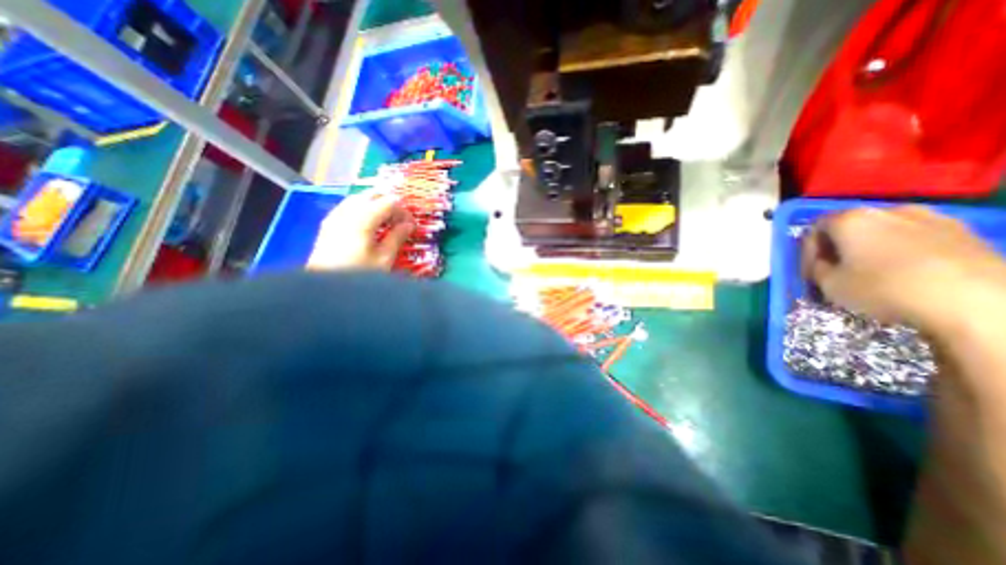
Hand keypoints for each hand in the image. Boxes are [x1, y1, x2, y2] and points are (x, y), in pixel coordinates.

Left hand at [309, 190, 414, 270]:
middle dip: (390, 203)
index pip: (390, 202)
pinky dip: (362, 209)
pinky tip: (367, 225)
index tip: (411, 225)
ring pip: (359, 198)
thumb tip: (408, 225)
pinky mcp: (328, 224)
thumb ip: (397, 237)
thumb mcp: (384, 258)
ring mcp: (335, 216)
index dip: (404, 211)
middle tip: (400, 220)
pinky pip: (348, 207)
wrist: (324, 287)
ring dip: (375, 205)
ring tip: (386, 222)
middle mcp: (348, 211)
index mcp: (364, 218)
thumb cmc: (359, 273)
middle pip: (373, 194)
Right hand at [808, 206, 1005, 336]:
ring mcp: (932, 218)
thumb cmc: (884, 288)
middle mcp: (888, 210)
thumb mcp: (829, 285)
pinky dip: (904, 253)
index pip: (814, 229)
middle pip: (850, 228)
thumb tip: (822, 264)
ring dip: (872, 249)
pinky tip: (907, 275)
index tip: (809, 272)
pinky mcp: (966, 233)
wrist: (977, 302)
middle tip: (836, 272)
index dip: (807, 252)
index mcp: (850, 219)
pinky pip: (917, 239)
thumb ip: (817, 268)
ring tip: (872, 274)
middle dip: (839, 249)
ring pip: (885, 232)